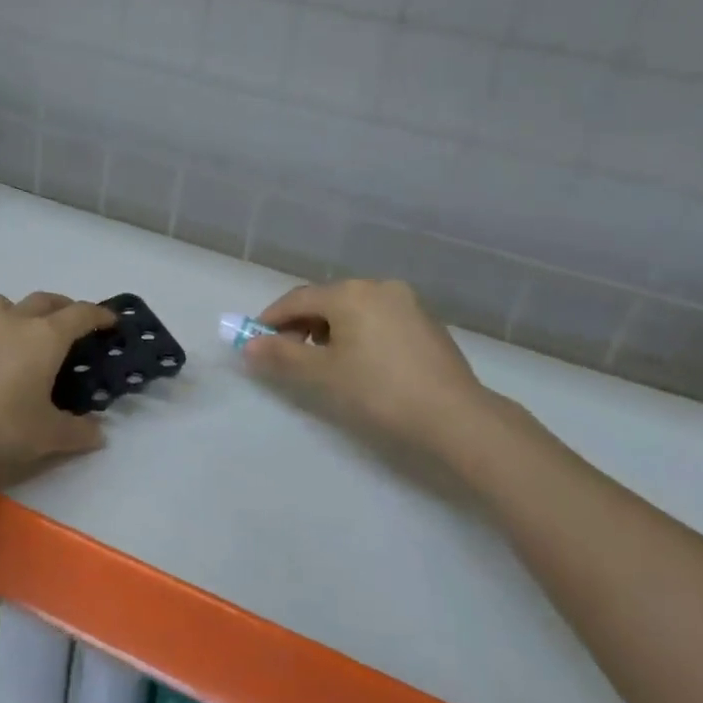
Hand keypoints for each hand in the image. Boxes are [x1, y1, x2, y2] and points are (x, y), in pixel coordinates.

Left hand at [0, 292, 116, 480]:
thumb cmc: (2, 427)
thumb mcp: (49, 436)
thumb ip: (79, 432)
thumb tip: (99, 434)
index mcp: (45, 337)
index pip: (80, 314)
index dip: (99, 314)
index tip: (110, 320)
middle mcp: (15, 322)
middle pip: (45, 300)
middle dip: (64, 307)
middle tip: (73, 326)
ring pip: (8, 303)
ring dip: (24, 310)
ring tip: (27, 333)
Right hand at [243, 278, 494, 459]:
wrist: (455, 416)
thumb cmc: (379, 390)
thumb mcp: (323, 374)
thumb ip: (282, 355)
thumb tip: (248, 346)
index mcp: (349, 293)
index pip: (297, 299)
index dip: (271, 320)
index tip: (255, 342)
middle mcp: (377, 286)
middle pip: (325, 301)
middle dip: (300, 326)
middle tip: (287, 357)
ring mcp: (406, 302)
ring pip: (352, 309)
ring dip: (329, 330)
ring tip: (322, 362)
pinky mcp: (425, 321)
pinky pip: (377, 318)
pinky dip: (357, 333)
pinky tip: (359, 361)